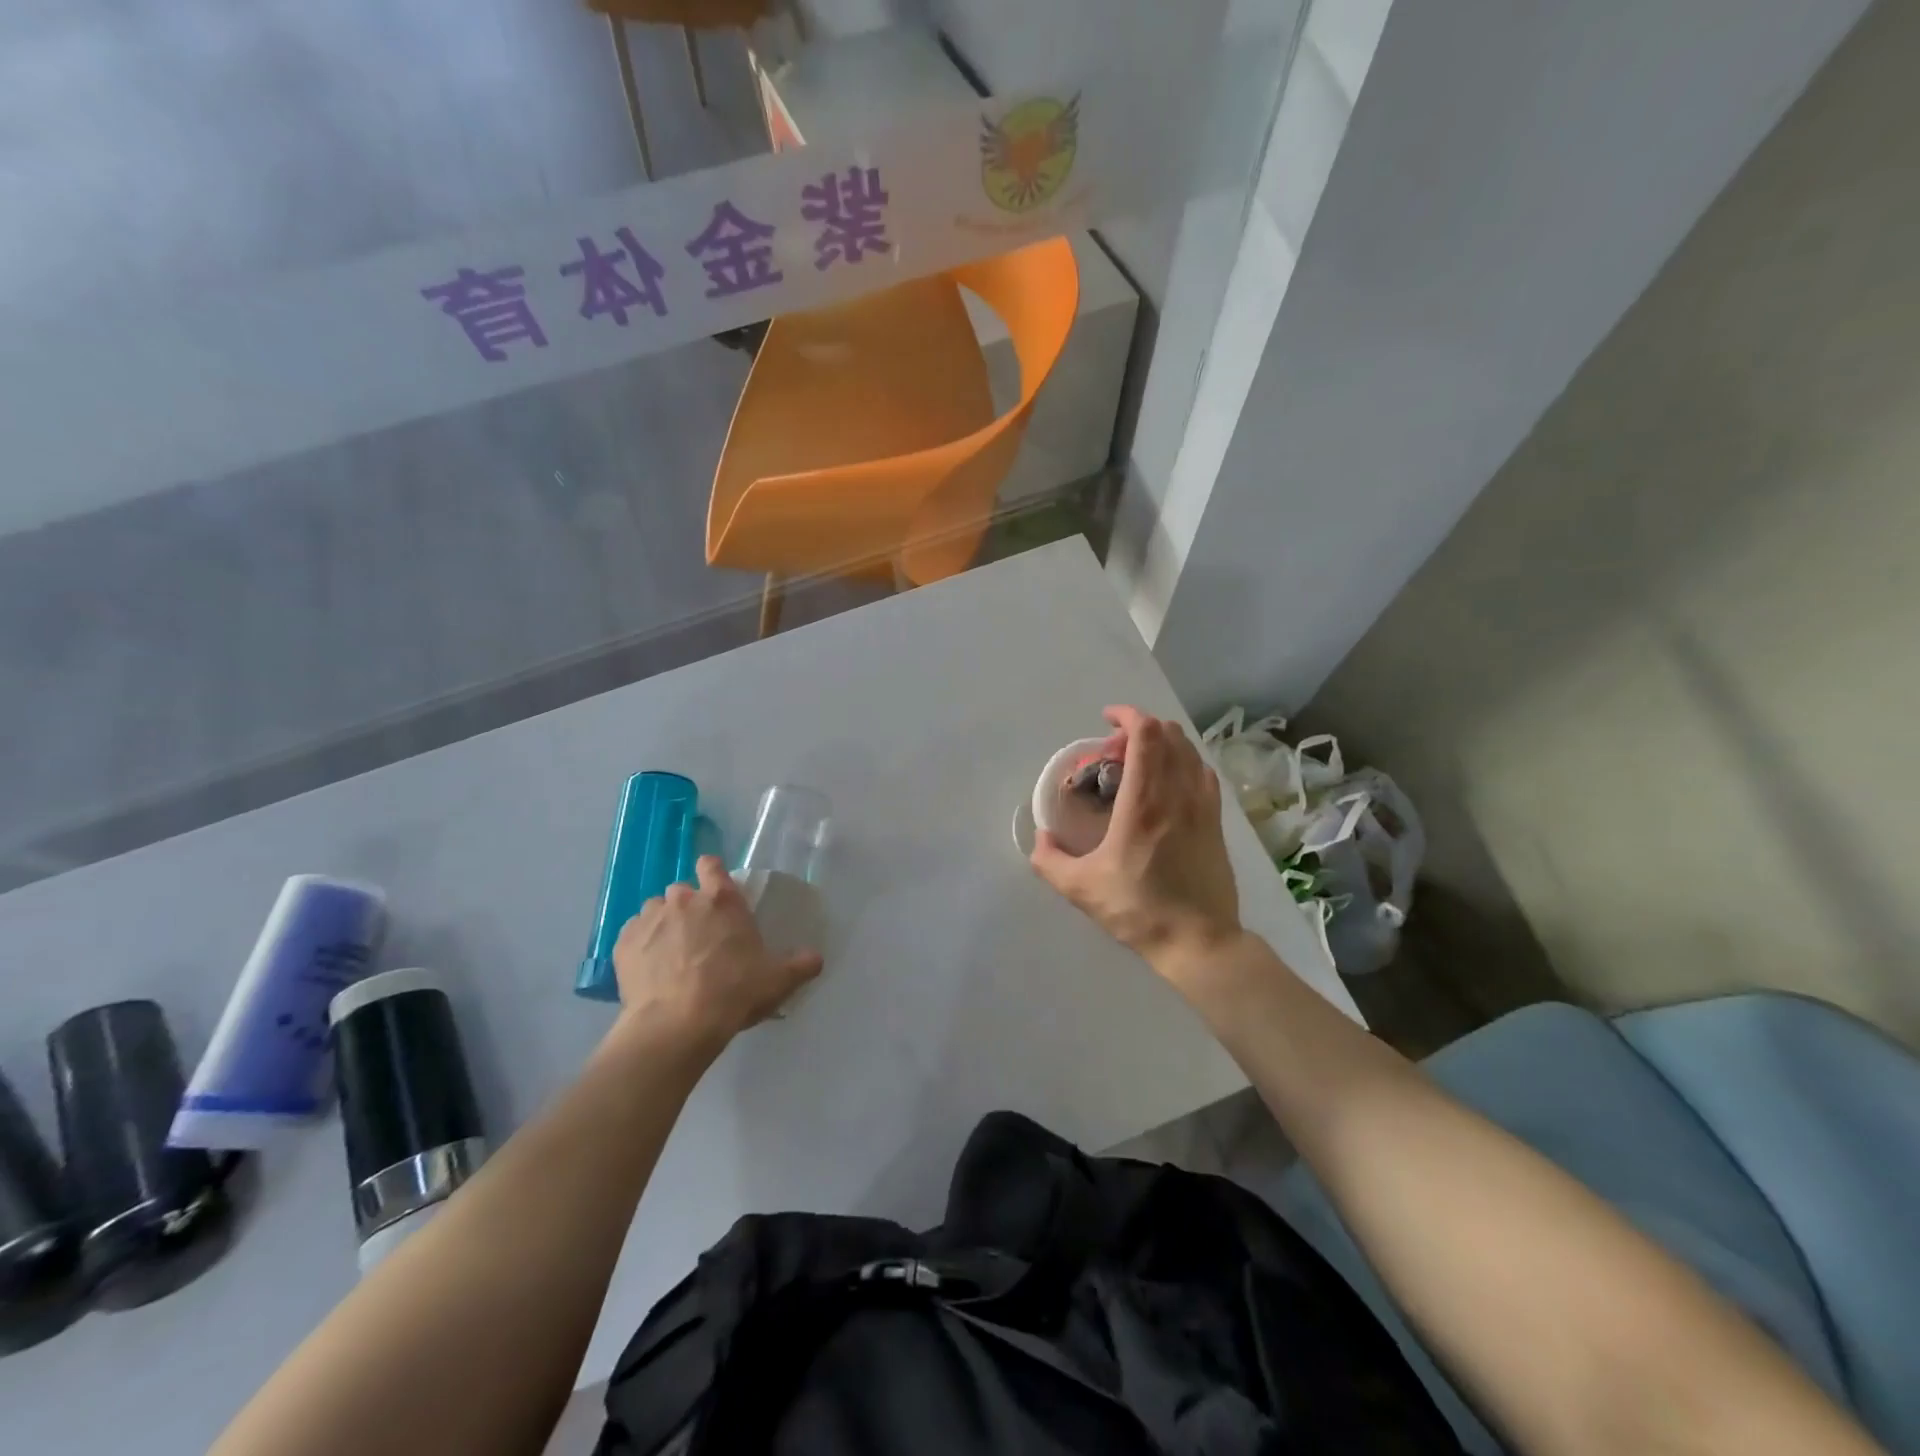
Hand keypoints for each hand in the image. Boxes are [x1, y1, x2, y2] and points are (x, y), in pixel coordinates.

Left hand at [612, 856, 822, 1047]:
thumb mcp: (777, 981)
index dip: (712, 874)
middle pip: (682, 891)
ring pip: (654, 911)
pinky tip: (649, 970)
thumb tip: (817, 958)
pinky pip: (632, 934)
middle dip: (689, 908)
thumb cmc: (733, 993)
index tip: (716, 893)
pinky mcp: (623, 944)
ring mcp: (649, 919)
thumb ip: (800, 965)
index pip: (711, 864)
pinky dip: (640, 946)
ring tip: (671, 956)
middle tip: (699, 939)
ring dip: (663, 925)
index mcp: (721, 899)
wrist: (676, 1025)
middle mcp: (682, 899)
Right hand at [1030, 706, 1242, 985]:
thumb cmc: (1138, 910)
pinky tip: (1171, 784)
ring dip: (1165, 743)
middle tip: (1117, 750)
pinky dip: (1185, 763)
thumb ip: (1050, 860)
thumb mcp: (1080, 889)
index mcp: (1144, 803)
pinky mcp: (1217, 823)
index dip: (1128, 716)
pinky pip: (1204, 774)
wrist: (1198, 941)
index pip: (1146, 736)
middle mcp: (1178, 795)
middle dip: (1142, 728)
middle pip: (1170, 735)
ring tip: (1142, 763)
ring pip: (1190, 751)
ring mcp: (1203, 807)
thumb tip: (1041, 837)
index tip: (1107, 720)